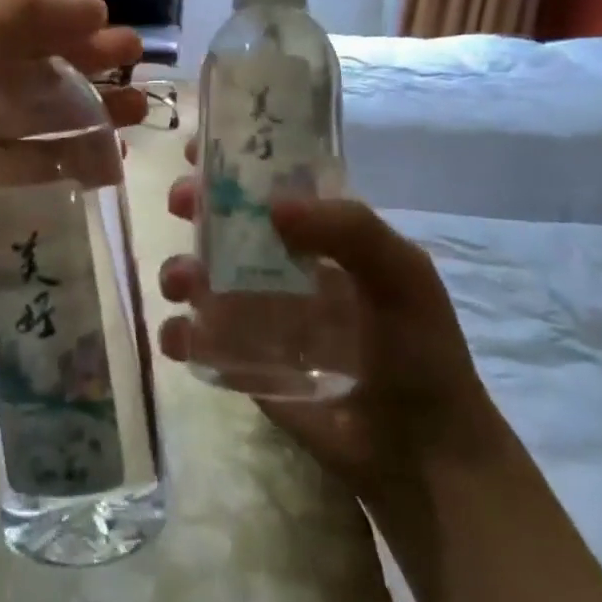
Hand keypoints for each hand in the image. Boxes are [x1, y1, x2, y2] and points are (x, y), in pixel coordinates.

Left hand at [0, 0, 142, 384]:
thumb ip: (17, 19)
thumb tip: (88, 5)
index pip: (1, 16)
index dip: (55, 16)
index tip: (105, 23)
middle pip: (25, 63)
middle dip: (81, 60)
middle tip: (134, 60)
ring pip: (34, 114)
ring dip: (86, 110)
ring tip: (138, 113)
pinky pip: (31, 163)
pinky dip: (69, 159)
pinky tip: (109, 160)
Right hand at [157, 137, 496, 492]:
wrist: (421, 453)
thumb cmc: (419, 352)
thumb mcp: (402, 277)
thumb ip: (350, 230)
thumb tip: (272, 206)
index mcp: (324, 239)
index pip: (274, 187)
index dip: (236, 164)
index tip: (198, 148)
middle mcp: (285, 269)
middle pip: (227, 225)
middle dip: (196, 209)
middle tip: (180, 205)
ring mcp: (260, 316)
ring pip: (203, 278)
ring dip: (180, 271)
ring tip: (181, 285)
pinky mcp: (243, 362)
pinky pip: (198, 339)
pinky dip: (180, 334)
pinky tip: (182, 339)